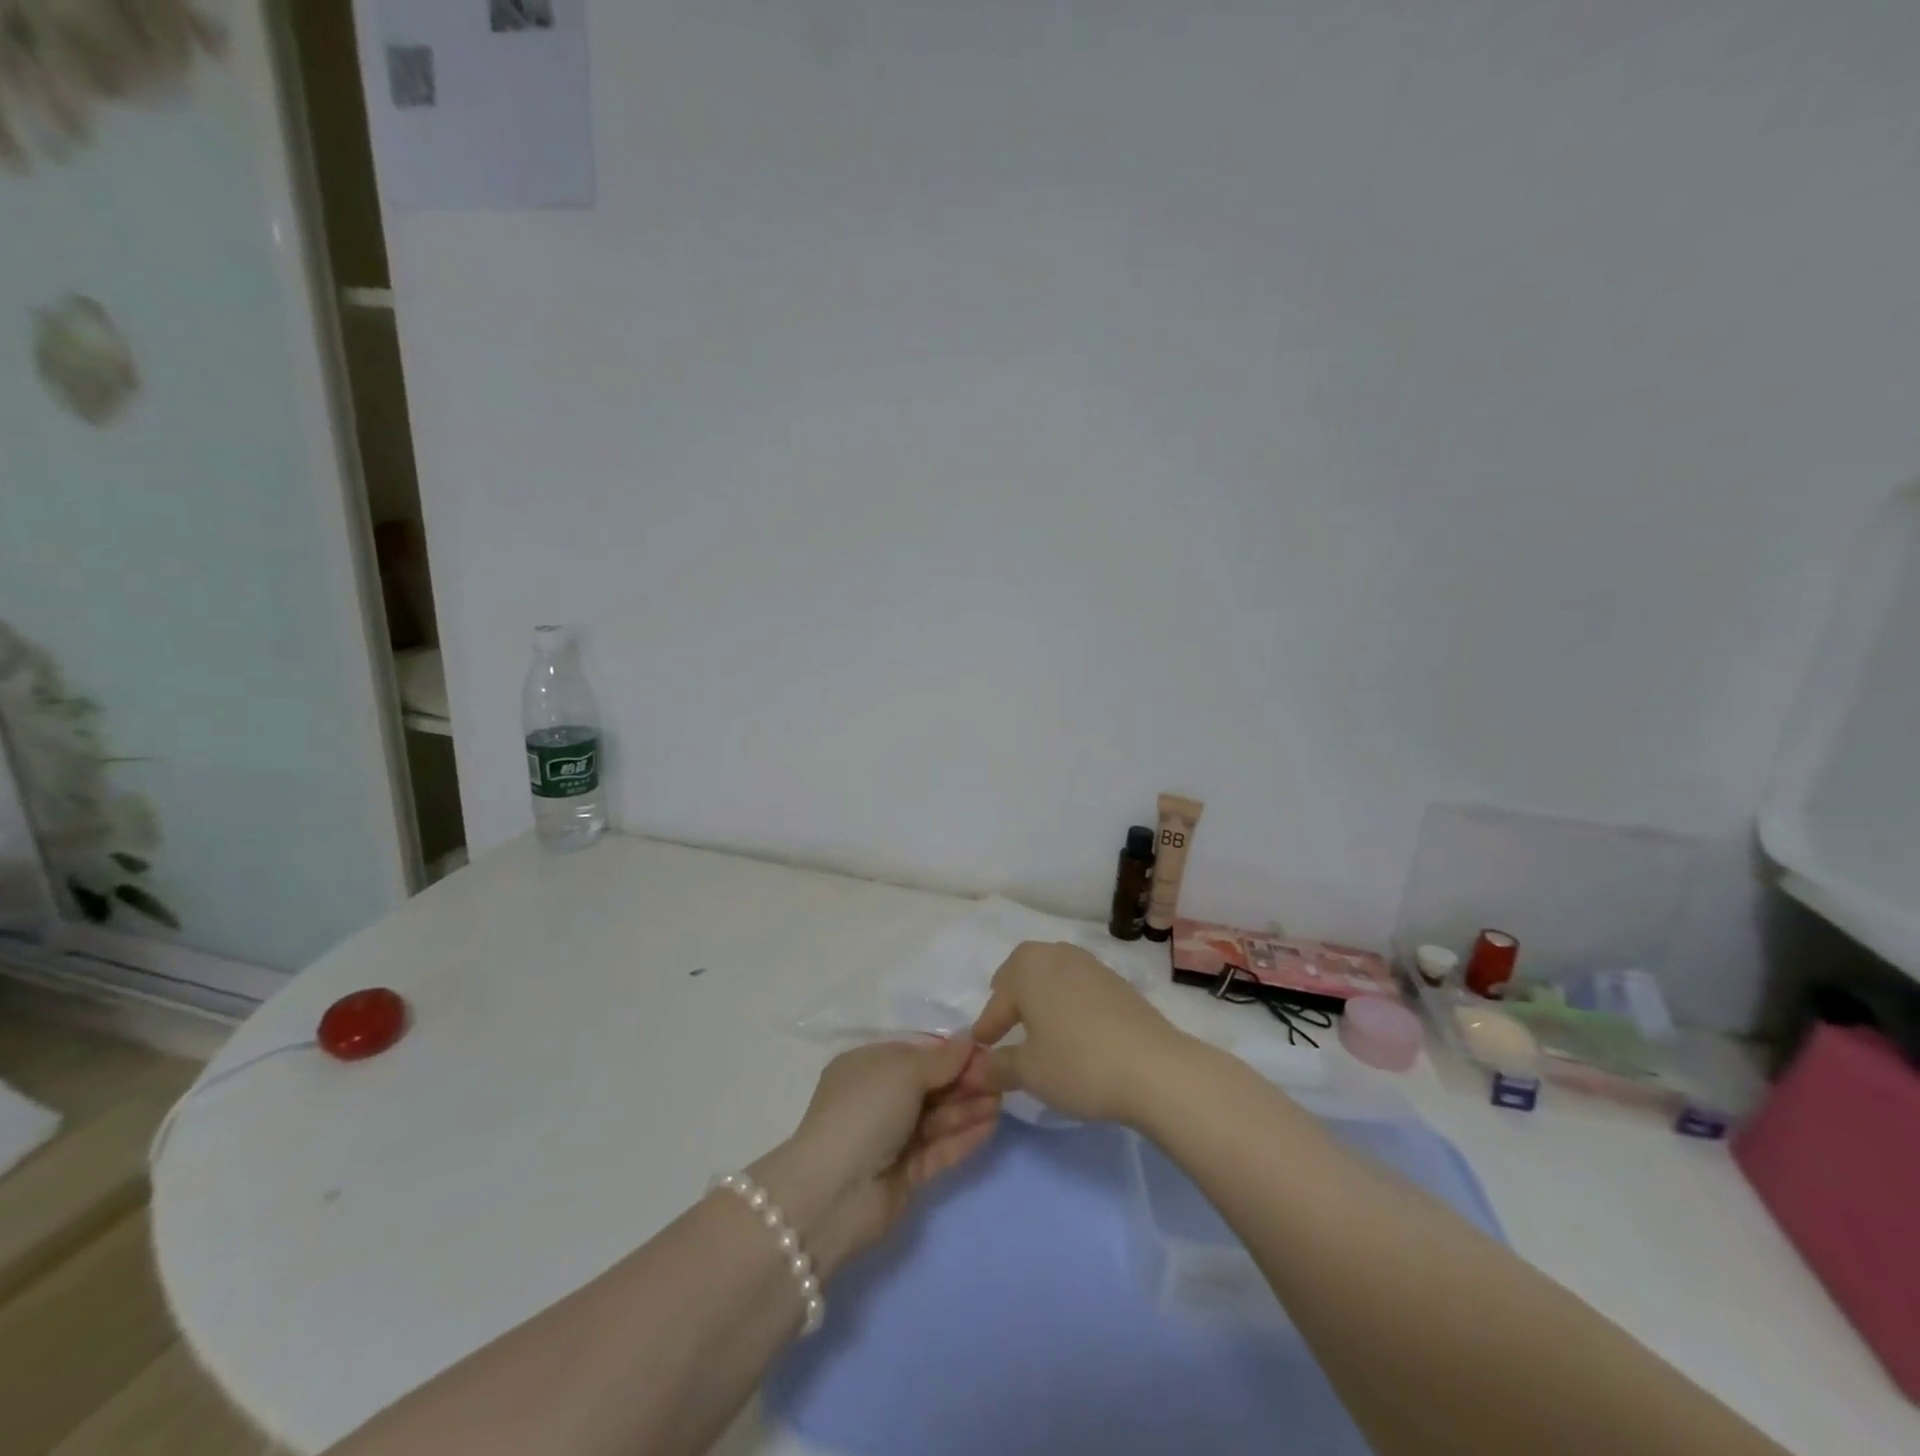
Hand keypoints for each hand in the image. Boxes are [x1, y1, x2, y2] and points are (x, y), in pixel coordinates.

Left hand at [755, 1039, 999, 1273]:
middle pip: (929, 1086)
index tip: (983, 1050)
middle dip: (963, 1081)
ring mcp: (891, 1139)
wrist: (835, 1192)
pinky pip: (939, 1148)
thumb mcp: (903, 1071)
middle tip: (1001, 1076)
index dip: (949, 1053)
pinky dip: (963, 1136)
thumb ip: (941, 1059)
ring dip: (968, 1108)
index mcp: (867, 1067)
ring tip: (1003, 1099)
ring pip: (937, 1117)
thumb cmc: (865, 1111)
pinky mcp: (905, 1174)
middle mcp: (878, 1099)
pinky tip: (991, 1125)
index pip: (915, 1054)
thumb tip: (969, 1040)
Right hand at [971, 941, 1187, 1125]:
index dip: (986, 1027)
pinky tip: (1074, 1031)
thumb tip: (975, 1069)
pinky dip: (1068, 1003)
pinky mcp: (1118, 982)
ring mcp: (1091, 965)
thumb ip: (997, 1066)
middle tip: (1004, 1022)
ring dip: (1042, 997)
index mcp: (1028, 967)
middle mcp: (1057, 954)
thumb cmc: (1078, 1063)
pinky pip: (1080, 987)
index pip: (997, 1000)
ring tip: (1039, 1027)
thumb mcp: (1029, 1072)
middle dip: (1011, 996)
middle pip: (1024, 971)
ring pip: (1054, 975)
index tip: (979, 1048)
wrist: (1154, 1068)